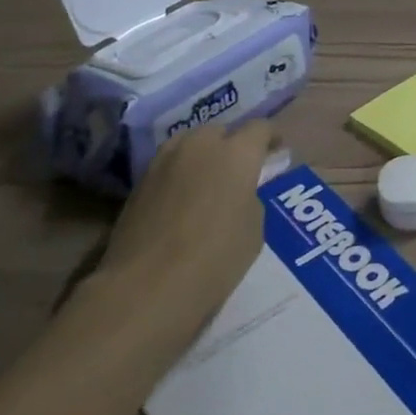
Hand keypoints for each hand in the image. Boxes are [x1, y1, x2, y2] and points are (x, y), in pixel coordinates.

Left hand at [89, 120, 276, 352]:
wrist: (146, 287)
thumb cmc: (215, 257)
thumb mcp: (254, 228)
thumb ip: (252, 197)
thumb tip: (241, 192)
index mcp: (237, 152)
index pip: (260, 128)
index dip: (271, 138)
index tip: (277, 153)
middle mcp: (200, 145)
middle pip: (222, 132)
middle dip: (234, 145)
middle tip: (241, 172)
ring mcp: (165, 161)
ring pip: (191, 144)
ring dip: (204, 156)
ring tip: (209, 182)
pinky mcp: (139, 182)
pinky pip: (169, 166)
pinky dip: (181, 174)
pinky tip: (184, 200)